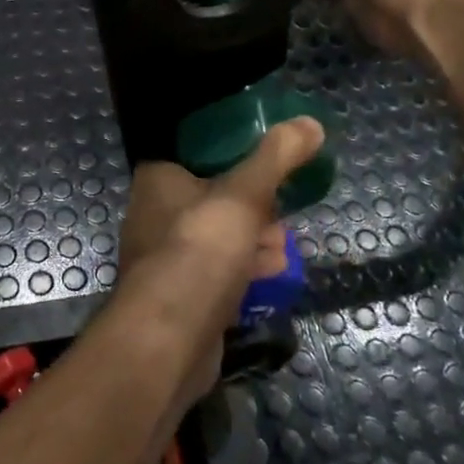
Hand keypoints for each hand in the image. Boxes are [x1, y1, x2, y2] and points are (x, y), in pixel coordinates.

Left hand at [116, 119, 324, 408]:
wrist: (168, 341)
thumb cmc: (198, 251)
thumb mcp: (243, 195)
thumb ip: (276, 158)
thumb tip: (310, 123)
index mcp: (157, 179)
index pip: (199, 156)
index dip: (238, 161)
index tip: (271, 169)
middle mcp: (153, 214)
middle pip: (214, 198)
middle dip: (255, 208)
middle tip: (283, 215)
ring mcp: (164, 258)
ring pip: (219, 237)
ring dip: (255, 241)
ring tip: (283, 249)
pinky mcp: (179, 296)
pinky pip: (217, 273)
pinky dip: (245, 271)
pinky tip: (273, 276)